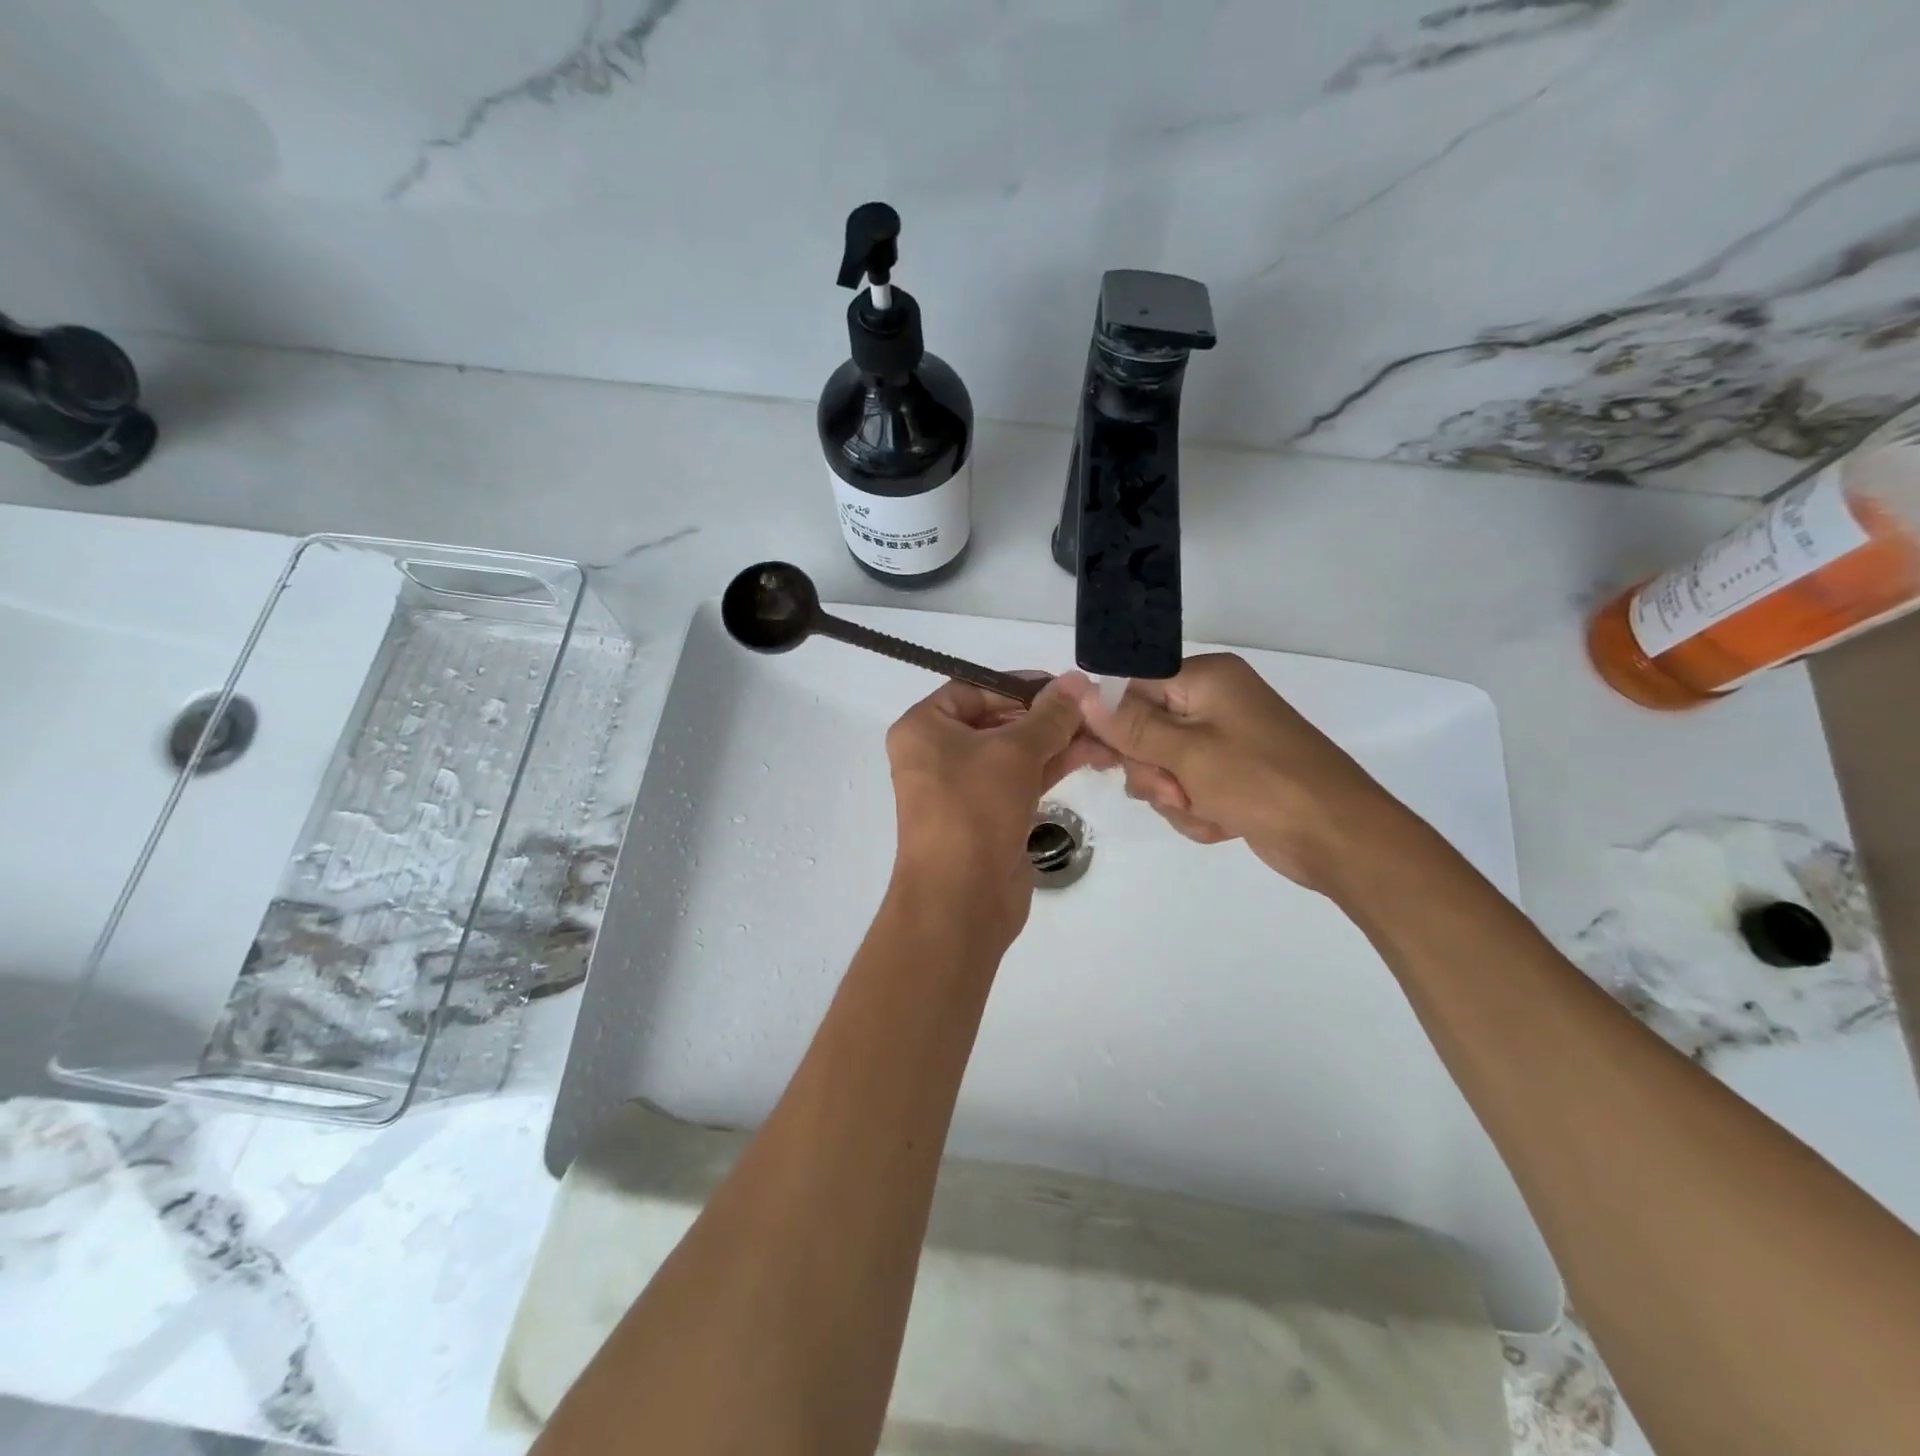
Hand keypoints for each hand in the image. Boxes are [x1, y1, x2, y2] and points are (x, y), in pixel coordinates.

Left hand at [885, 674, 1113, 945]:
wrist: (961, 899)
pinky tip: (1092, 755)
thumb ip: (1050, 716)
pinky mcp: (989, 815)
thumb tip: (1078, 682)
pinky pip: (1022, 779)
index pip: (974, 689)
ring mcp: (964, 787)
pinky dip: (1052, 766)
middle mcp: (939, 753)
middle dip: (1048, 716)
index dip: (1020, 685)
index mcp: (925, 727)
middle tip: (1094, 710)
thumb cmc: (974, 809)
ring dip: (1057, 741)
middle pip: (999, 720)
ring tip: (1105, 734)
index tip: (1065, 686)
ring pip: (1015, 752)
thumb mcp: (1014, 753)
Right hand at [1058, 655, 1406, 892]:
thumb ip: (1130, 725)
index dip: (1114, 725)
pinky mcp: (1232, 776)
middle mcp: (1213, 703)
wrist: (1339, 839)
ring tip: (1206, 810)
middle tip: (1174, 790)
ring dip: (1174, 797)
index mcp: (1206, 680)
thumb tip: (1080, 690)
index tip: (1102, 760)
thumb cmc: (1262, 783)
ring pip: (1163, 767)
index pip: (1132, 688)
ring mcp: (1224, 742)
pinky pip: (1188, 790)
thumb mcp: (1188, 753)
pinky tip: (1221, 823)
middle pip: (1144, 731)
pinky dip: (1196, 812)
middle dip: (1153, 771)